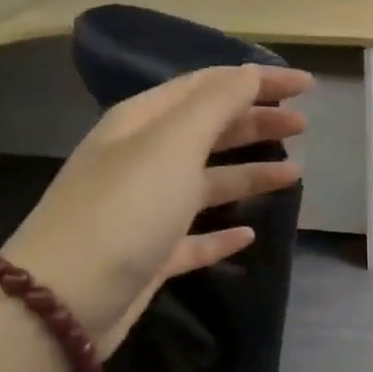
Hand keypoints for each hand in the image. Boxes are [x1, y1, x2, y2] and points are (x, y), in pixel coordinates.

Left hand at [1, 63, 310, 353]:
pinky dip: (223, 233)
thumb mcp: (172, 145)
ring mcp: (146, 210)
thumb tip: (249, 73)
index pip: (209, 87)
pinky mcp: (151, 255)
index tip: (306, 86)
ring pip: (207, 182)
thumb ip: (216, 106)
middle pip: (209, 131)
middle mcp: (143, 160)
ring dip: (249, 174)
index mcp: (142, 123)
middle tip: (303, 125)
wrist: (66, 298)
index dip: (257, 81)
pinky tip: (249, 233)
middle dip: (256, 123)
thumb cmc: (125, 209)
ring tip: (294, 174)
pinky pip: (195, 237)